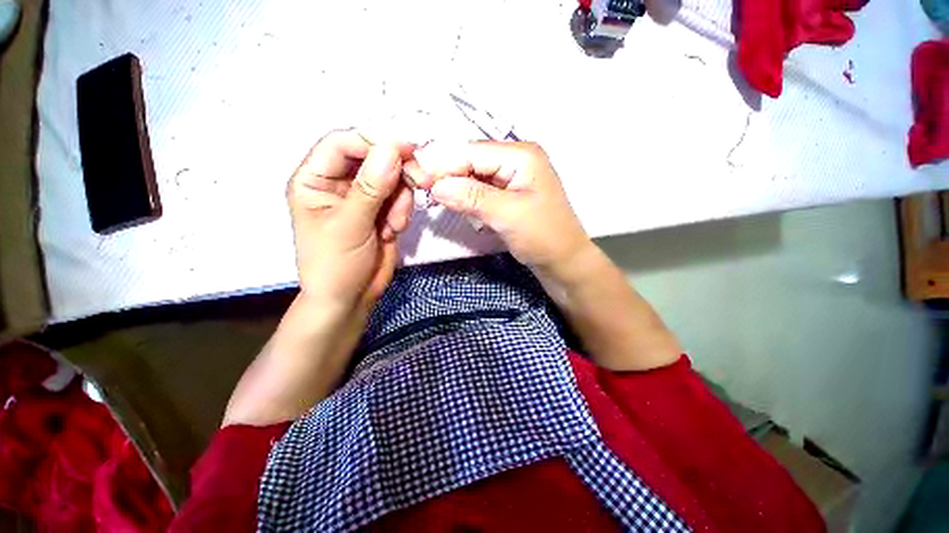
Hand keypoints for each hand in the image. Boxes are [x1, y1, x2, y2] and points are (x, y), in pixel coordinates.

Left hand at [287, 129, 415, 311]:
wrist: (350, 298)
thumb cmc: (335, 265)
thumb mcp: (349, 226)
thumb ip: (370, 188)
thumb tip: (391, 149)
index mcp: (315, 178)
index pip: (343, 143)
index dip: (375, 141)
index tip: (407, 149)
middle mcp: (339, 182)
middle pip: (374, 156)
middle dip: (397, 171)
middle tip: (420, 182)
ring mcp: (364, 196)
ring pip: (393, 177)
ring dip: (401, 199)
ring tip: (393, 225)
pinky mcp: (382, 210)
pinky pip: (401, 197)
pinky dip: (403, 211)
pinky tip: (393, 231)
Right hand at [415, 141, 590, 271]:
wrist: (563, 262)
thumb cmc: (543, 236)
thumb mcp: (507, 215)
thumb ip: (471, 197)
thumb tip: (436, 186)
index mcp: (521, 155)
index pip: (472, 152)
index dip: (443, 164)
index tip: (417, 178)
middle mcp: (515, 160)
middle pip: (471, 161)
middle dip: (447, 175)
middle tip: (420, 188)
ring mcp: (511, 178)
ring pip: (473, 176)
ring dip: (454, 186)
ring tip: (432, 196)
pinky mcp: (507, 195)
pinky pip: (480, 190)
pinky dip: (465, 197)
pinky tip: (453, 202)